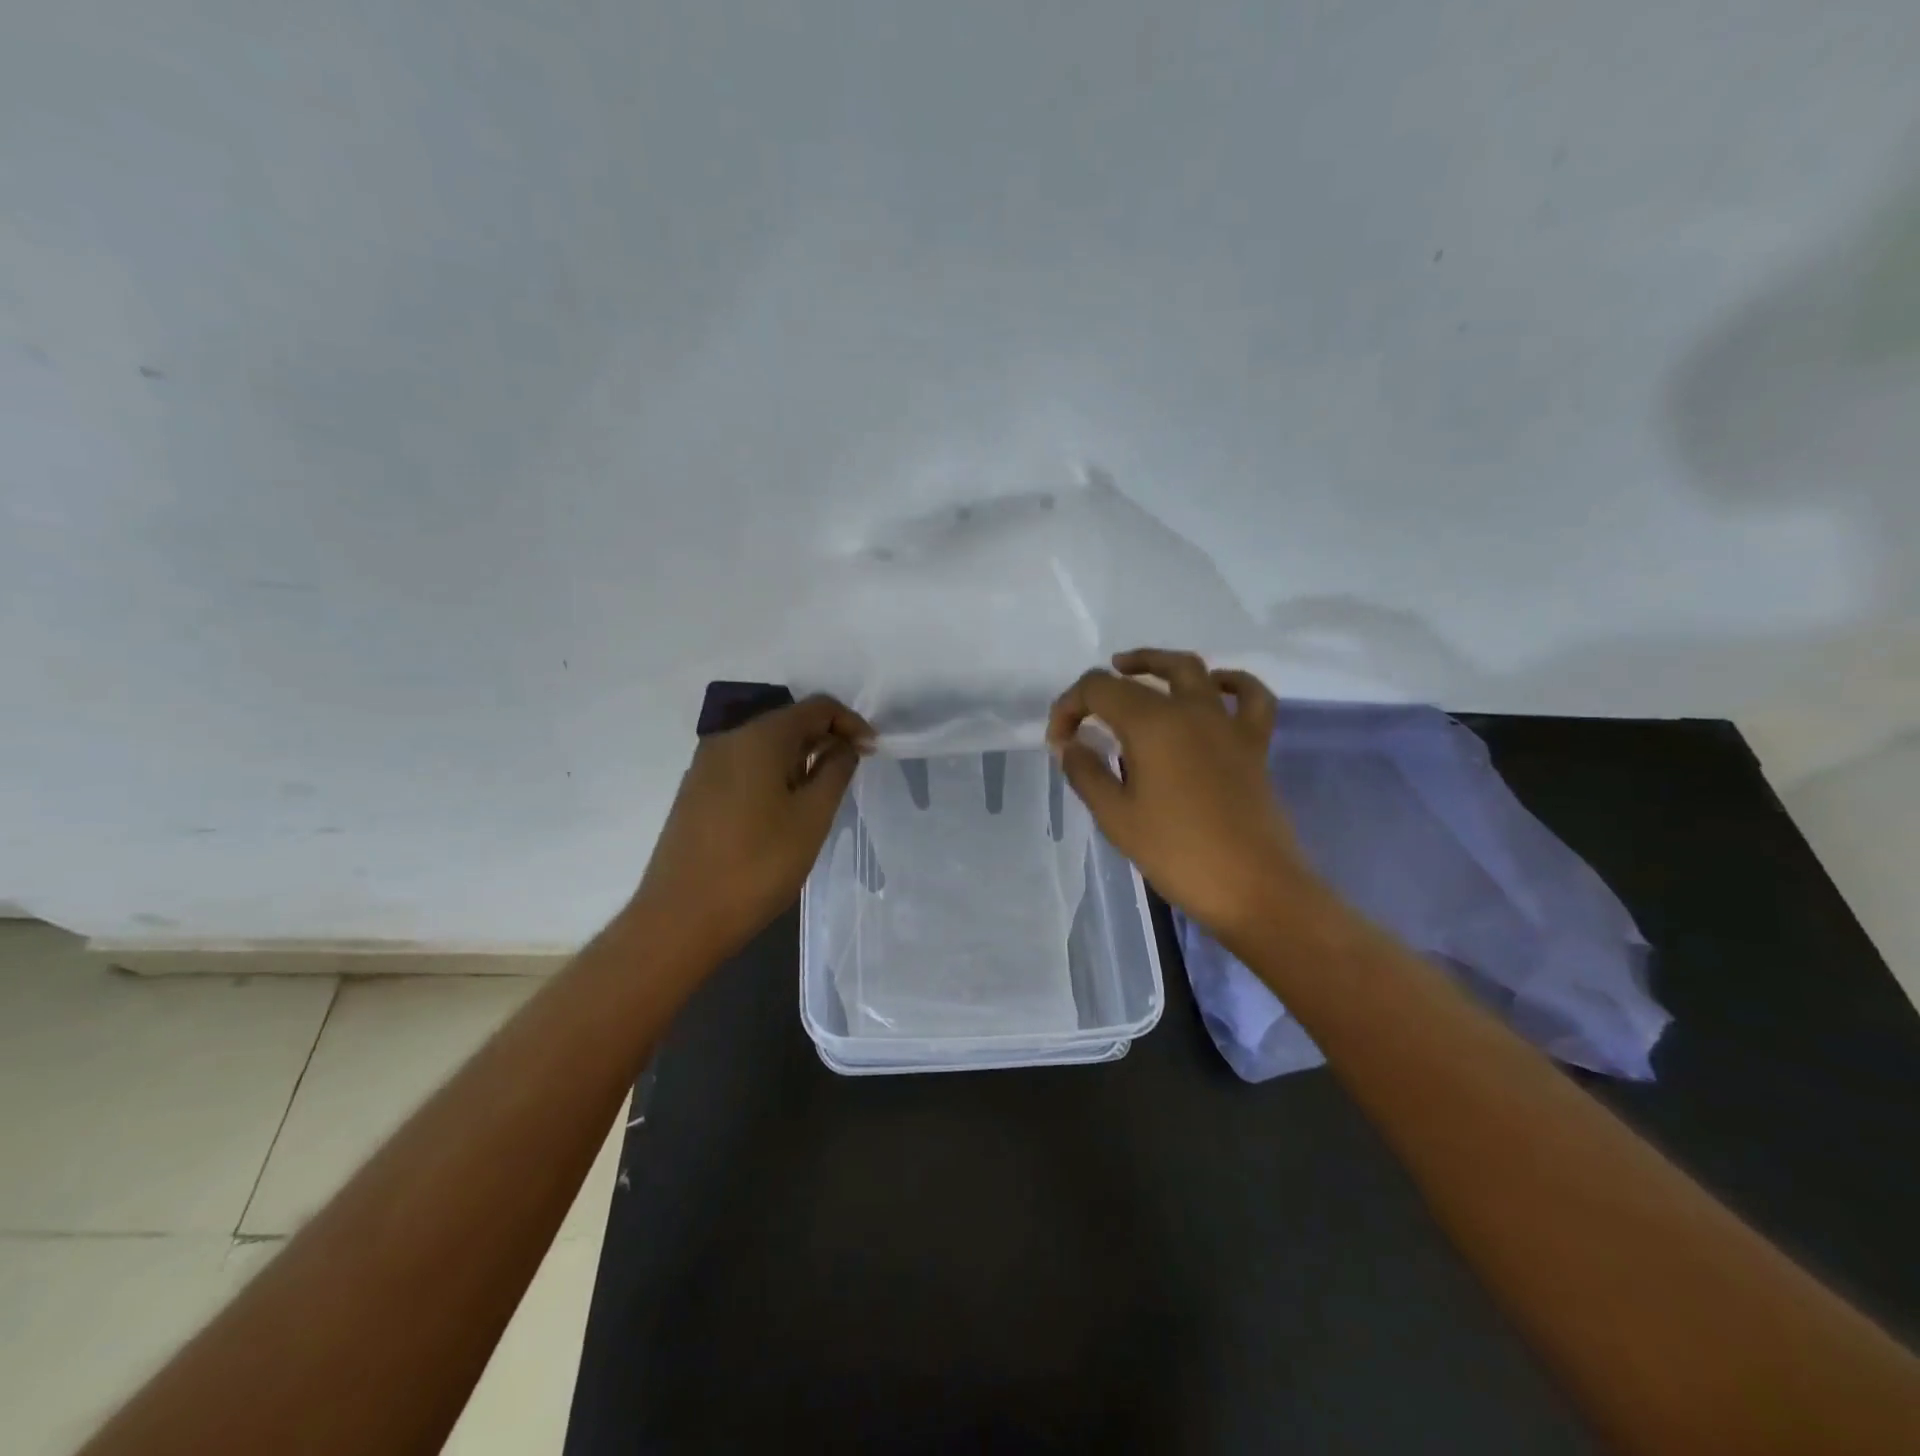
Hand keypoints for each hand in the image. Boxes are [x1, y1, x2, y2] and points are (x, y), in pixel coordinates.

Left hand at [632, 695, 872, 959]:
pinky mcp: (696, 792)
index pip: (816, 707)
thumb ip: (835, 771)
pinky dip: (773, 776)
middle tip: (850, 775)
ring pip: (765, 747)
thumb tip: (844, 745)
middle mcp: (728, 740)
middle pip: (788, 722)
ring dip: (799, 760)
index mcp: (759, 738)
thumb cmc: (758, 865)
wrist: (681, 918)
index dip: (850, 723)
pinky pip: (744, 768)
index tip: (871, 752)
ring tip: (820, 796)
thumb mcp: (812, 817)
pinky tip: (783, 810)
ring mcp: (706, 766)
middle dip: (825, 740)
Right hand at [1047, 649, 1315, 938]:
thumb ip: (1087, 773)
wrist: (1253, 887)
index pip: (1098, 689)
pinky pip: (1249, 697)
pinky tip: (1215, 687)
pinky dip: (1231, 683)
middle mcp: (1190, 710)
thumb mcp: (1116, 817)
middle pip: (1141, 675)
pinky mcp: (1253, 744)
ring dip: (1159, 664)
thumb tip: (1070, 745)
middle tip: (1087, 706)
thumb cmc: (1177, 853)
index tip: (1059, 744)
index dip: (1069, 707)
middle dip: (1105, 684)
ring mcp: (1226, 724)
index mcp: (1151, 723)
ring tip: (1136, 672)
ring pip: (1193, 670)